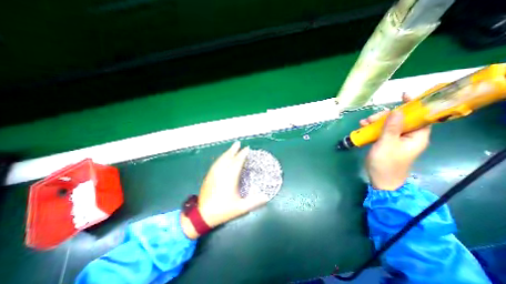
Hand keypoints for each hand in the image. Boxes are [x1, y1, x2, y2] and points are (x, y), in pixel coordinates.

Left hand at [181, 140, 268, 237]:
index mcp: (230, 177)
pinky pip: (216, 163)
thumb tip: (267, 197)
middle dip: (234, 149)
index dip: (243, 154)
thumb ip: (254, 202)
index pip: (237, 162)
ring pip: (221, 159)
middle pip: (228, 157)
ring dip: (227, 152)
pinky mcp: (209, 176)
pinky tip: (223, 157)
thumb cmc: (223, 210)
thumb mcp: (241, 208)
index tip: (247, 149)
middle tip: (238, 143)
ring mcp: (214, 173)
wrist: (202, 215)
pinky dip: (221, 158)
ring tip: (232, 148)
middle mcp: (221, 172)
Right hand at [364, 93, 430, 190]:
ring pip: (388, 125)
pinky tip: (363, 128)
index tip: (404, 96)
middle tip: (371, 119)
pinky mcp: (386, 143)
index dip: (414, 106)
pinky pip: (381, 131)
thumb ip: (392, 128)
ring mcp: (396, 140)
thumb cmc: (386, 163)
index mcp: (416, 136)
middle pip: (400, 119)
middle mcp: (408, 136)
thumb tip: (398, 111)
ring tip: (363, 124)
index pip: (420, 117)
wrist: (380, 180)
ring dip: (375, 122)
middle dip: (385, 116)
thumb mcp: (387, 144)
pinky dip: (372, 128)